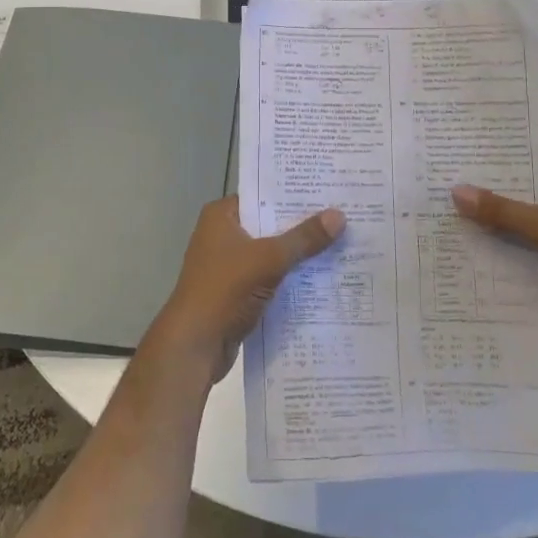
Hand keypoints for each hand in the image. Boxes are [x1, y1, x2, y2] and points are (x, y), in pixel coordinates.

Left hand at [147, 197, 344, 383]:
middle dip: (302, 226)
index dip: (294, 194)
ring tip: (341, 245)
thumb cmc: (225, 289)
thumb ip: (303, 238)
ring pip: (271, 253)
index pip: (263, 195)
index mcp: (222, 216)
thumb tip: (340, 215)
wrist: (195, 346)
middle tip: (343, 217)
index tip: (328, 191)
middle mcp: (223, 235)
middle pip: (270, 225)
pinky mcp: (237, 292)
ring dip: (298, 255)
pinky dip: (290, 279)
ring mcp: (229, 265)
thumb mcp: (268, 259)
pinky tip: (322, 279)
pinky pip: (270, 278)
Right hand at [451, 156, 537, 345]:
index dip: (496, 158)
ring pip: (525, 216)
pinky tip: (480, 248)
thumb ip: (503, 211)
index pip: (530, 157)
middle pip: (524, 188)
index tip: (459, 157)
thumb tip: (456, 191)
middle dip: (490, 191)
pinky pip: (531, 242)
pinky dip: (510, 243)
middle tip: (447, 187)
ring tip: (454, 216)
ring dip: (498, 220)